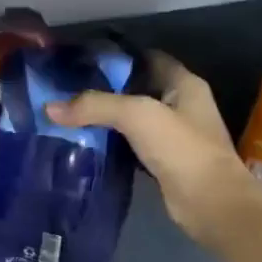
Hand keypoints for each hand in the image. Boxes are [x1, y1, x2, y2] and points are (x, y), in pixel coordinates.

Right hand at [46, 52, 261, 249]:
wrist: (211, 205)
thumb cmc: (182, 149)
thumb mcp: (137, 116)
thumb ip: (95, 106)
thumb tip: (50, 108)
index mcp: (184, 84)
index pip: (146, 57)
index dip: (117, 56)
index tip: (81, 61)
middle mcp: (181, 105)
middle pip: (137, 88)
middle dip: (105, 89)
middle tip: (66, 89)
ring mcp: (174, 136)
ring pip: (133, 119)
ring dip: (106, 119)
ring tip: (69, 115)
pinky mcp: (164, 162)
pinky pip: (132, 145)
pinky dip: (111, 144)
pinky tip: (86, 145)